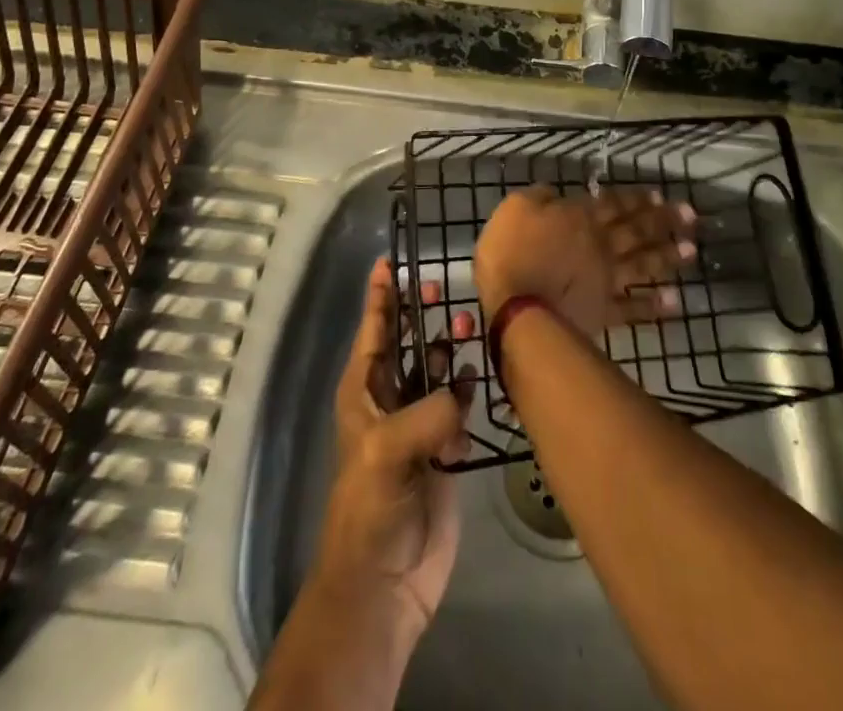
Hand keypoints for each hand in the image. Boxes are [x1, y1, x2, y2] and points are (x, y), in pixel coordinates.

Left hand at [314, 258, 477, 636]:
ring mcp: (418, 422)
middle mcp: (390, 398)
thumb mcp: (388, 452)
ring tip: (469, 326)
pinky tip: (478, 377)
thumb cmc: (371, 508)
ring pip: (435, 369)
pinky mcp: (443, 448)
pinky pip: (457, 404)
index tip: (389, 259)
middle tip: (443, 284)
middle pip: (407, 341)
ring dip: (448, 347)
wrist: (386, 582)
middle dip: (421, 312)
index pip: (374, 329)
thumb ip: (428, 413)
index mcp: (364, 390)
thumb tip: (461, 392)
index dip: (380, 295)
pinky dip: (466, 388)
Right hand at [474, 185, 697, 337]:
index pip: (614, 204)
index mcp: (580, 217)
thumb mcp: (516, 207)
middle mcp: (600, 244)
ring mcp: (604, 279)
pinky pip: (633, 308)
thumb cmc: (510, 250)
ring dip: (667, 257)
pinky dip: (654, 305)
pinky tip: (674, 302)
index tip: (660, 195)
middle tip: (691, 216)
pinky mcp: (602, 311)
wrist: (514, 304)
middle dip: (664, 222)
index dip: (637, 199)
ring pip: (642, 264)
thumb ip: (539, 198)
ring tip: (691, 252)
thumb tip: (554, 193)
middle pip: (637, 230)